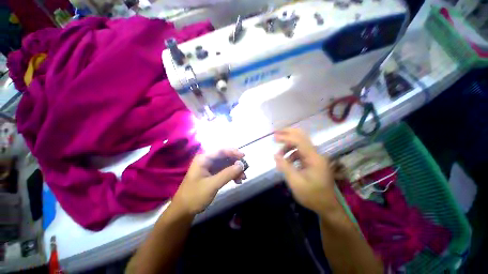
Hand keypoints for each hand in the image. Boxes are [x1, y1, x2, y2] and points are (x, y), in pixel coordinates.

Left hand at [172, 149, 245, 214]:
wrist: (184, 210)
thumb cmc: (195, 196)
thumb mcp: (213, 184)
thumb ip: (228, 173)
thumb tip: (241, 164)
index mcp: (204, 159)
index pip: (221, 151)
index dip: (233, 152)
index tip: (244, 156)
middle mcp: (207, 161)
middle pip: (225, 157)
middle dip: (235, 163)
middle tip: (245, 170)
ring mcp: (209, 168)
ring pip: (226, 165)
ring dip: (235, 170)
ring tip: (243, 178)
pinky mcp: (212, 174)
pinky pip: (224, 171)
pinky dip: (231, 175)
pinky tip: (237, 181)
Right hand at [274, 128, 336, 213]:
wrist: (328, 206)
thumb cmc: (312, 196)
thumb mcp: (295, 182)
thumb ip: (285, 167)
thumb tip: (275, 155)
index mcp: (313, 158)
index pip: (299, 141)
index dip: (286, 137)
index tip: (274, 138)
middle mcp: (315, 154)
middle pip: (302, 137)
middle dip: (288, 134)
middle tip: (276, 135)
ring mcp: (315, 157)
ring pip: (300, 144)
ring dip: (288, 147)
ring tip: (279, 157)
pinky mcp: (313, 161)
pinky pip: (300, 152)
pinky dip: (291, 154)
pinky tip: (286, 163)